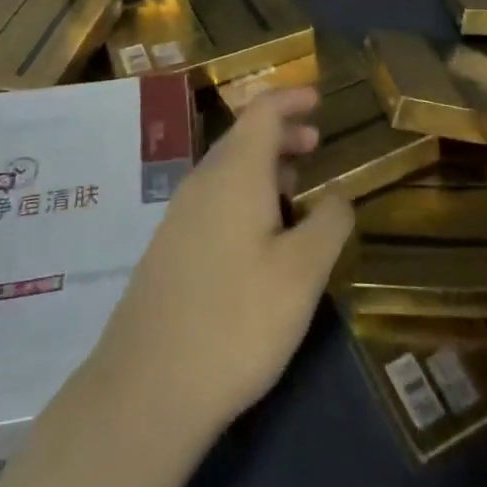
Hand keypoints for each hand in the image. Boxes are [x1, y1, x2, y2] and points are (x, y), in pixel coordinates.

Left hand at [87, 88, 353, 445]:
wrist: (147, 388)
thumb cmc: (236, 320)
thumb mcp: (301, 273)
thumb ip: (328, 223)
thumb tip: (338, 195)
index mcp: (234, 173)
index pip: (262, 111)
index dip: (291, 98)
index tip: (318, 98)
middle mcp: (202, 183)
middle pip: (243, 137)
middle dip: (282, 131)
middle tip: (316, 141)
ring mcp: (179, 216)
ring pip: (227, 169)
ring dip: (264, 165)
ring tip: (295, 183)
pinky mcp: (170, 248)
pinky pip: (214, 198)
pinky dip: (245, 192)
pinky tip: (261, 232)